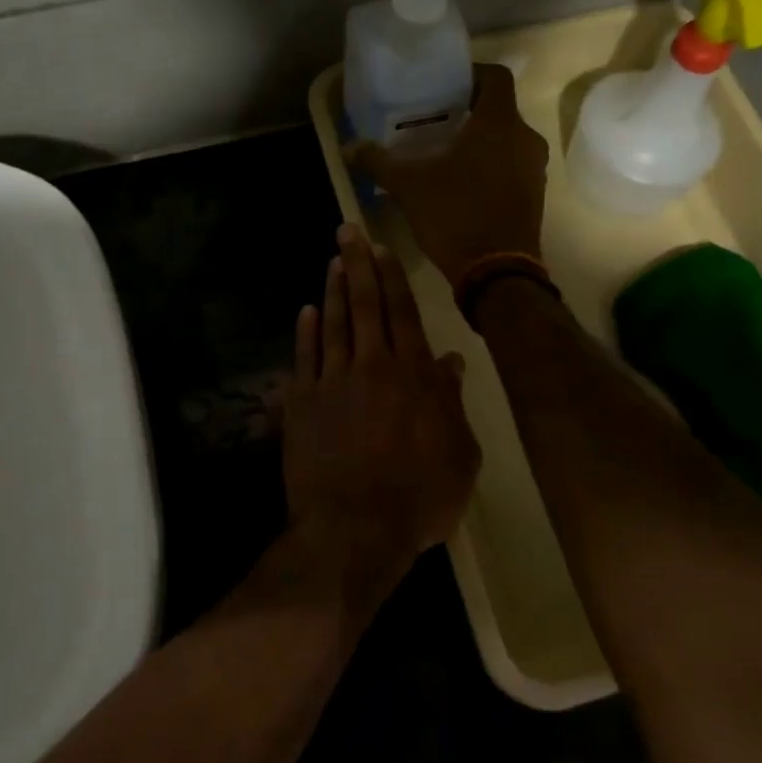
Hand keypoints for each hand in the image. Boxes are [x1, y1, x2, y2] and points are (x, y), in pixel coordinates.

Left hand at [282, 226, 479, 581]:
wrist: (353, 531)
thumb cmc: (418, 498)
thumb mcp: (459, 456)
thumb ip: (452, 403)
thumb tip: (449, 363)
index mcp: (413, 376)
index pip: (403, 313)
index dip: (392, 278)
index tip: (381, 249)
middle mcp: (372, 366)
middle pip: (365, 305)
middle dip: (358, 264)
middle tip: (347, 231)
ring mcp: (332, 382)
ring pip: (333, 323)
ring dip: (334, 290)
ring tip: (333, 261)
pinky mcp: (302, 403)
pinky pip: (304, 357)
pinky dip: (305, 331)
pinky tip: (306, 311)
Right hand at [349, 63, 547, 284]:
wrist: (497, 272)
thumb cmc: (455, 214)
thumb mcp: (408, 186)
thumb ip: (378, 161)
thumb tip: (349, 147)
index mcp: (499, 123)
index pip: (496, 77)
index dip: (473, 75)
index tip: (447, 86)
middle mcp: (525, 138)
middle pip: (500, 111)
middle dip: (470, 113)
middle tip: (437, 123)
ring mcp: (535, 169)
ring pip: (507, 141)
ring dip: (482, 142)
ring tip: (446, 155)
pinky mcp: (536, 196)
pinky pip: (513, 167)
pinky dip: (492, 167)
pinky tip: (463, 185)